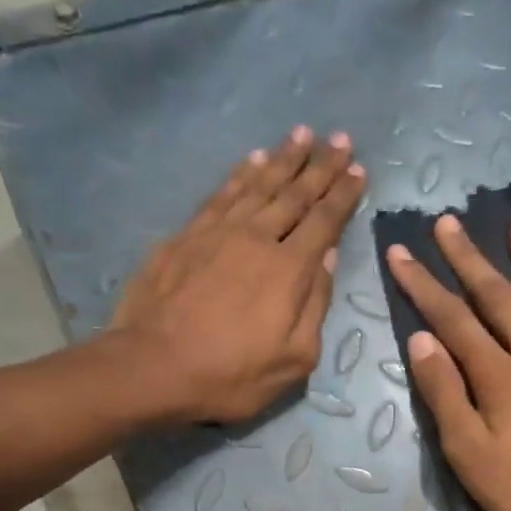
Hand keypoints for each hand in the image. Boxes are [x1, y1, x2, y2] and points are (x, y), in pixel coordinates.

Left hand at [110, 126, 364, 423]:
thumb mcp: (292, 360)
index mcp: (289, 270)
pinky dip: (240, 173)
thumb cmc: (229, 375)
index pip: (324, 222)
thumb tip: (326, 258)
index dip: (344, 195)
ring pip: (258, 184)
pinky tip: (252, 159)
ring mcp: (217, 232)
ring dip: (283, 158)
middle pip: (295, 194)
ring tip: (302, 134)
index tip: (358, 171)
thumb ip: (315, 306)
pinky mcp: (185, 236)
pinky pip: (221, 194)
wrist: (152, 367)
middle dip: (321, 166)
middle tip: (340, 139)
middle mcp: (257, 238)